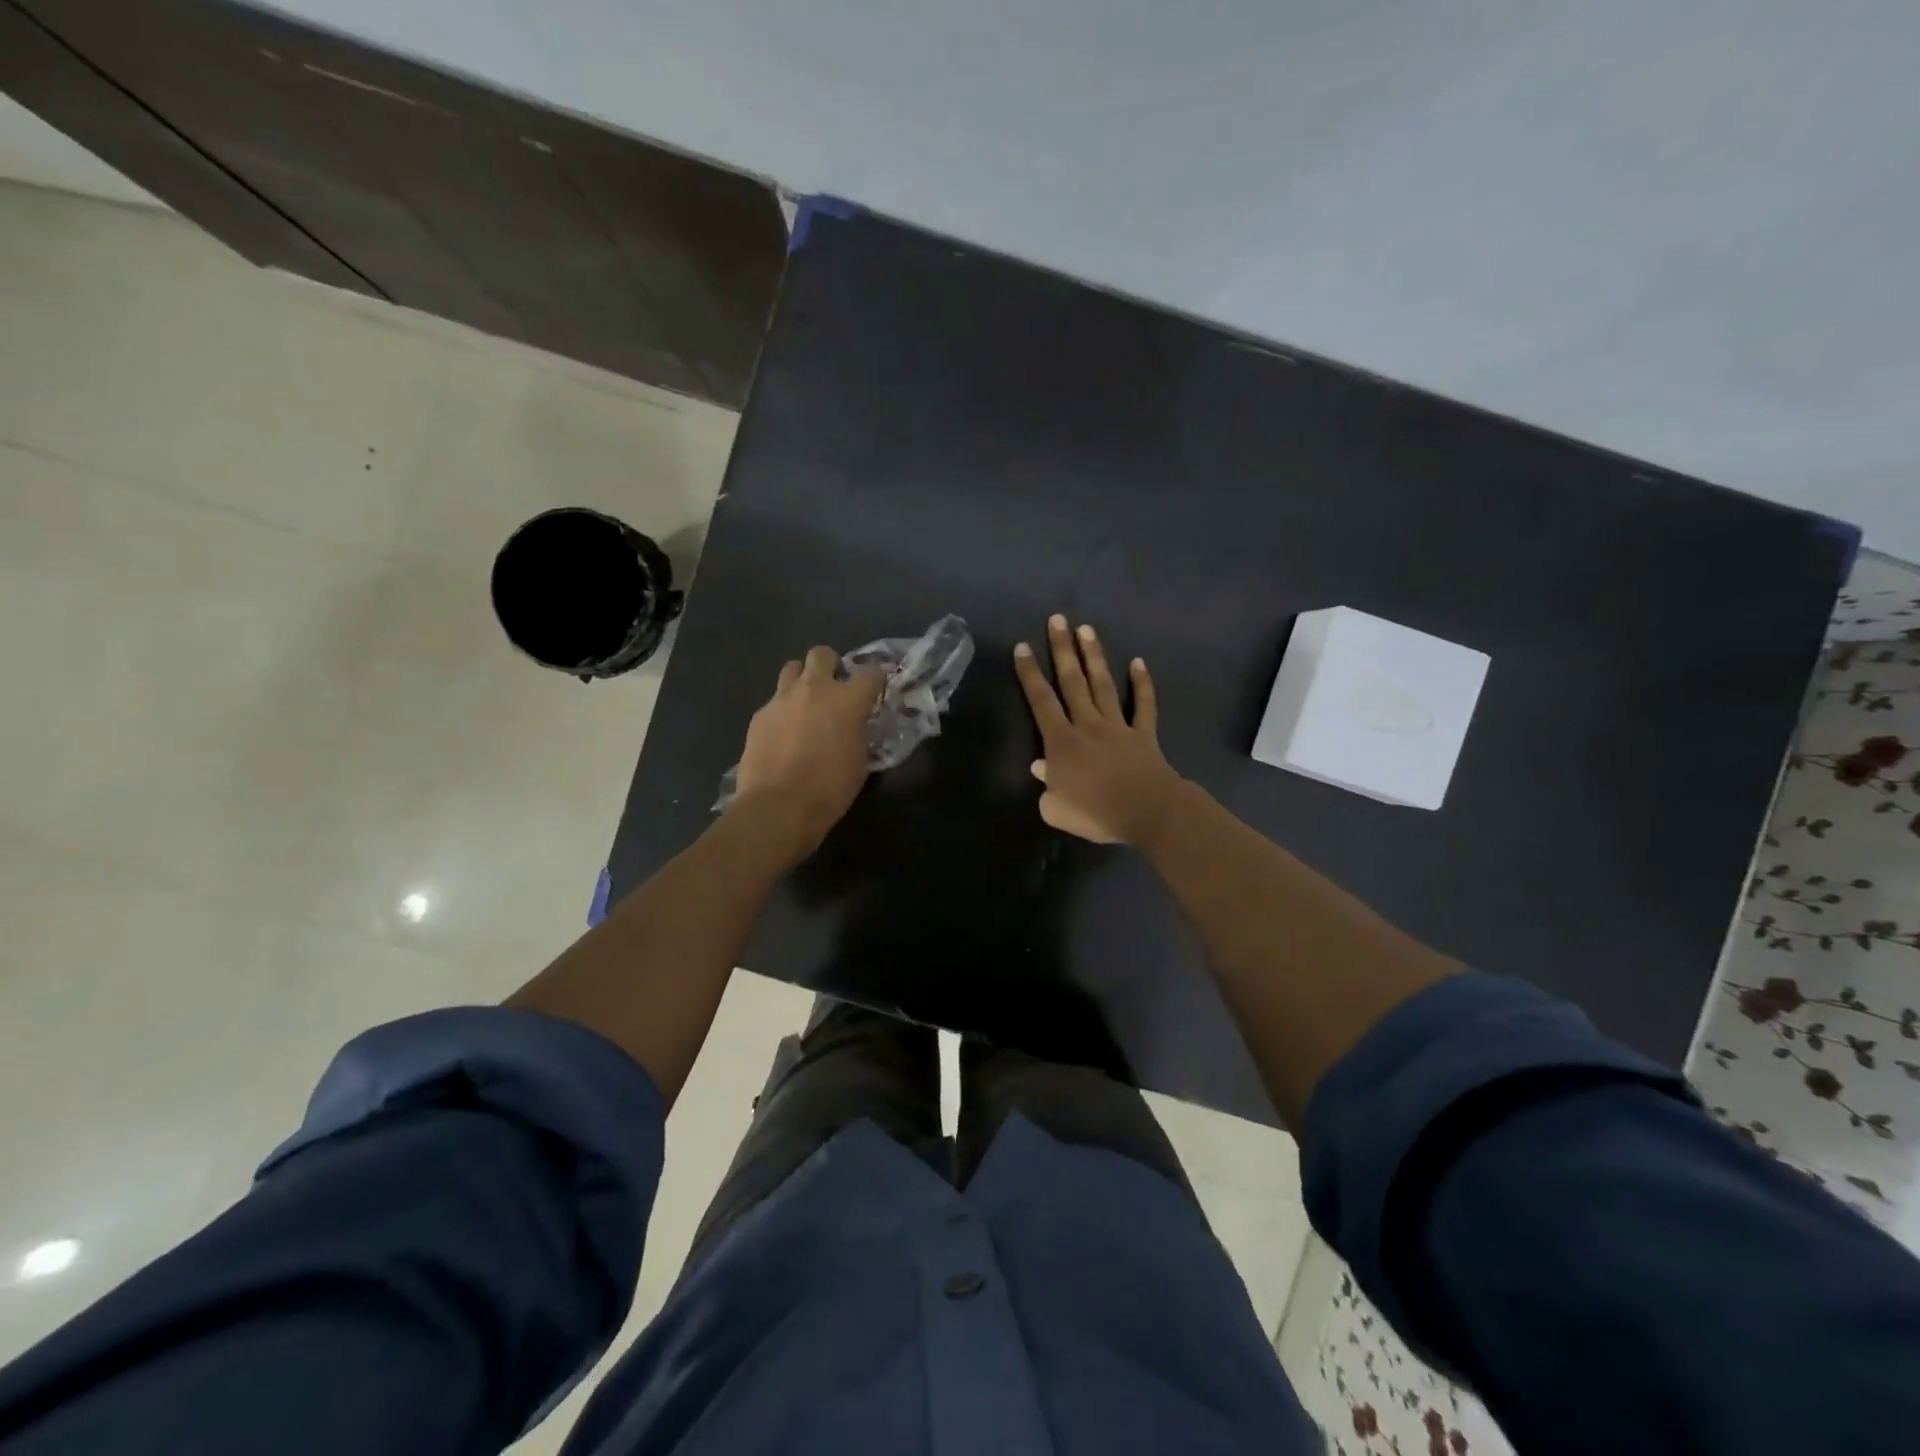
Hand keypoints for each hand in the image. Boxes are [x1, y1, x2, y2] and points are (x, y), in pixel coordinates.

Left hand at [731, 646, 886, 857]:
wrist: (778, 807)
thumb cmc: (829, 789)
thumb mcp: (859, 762)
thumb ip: (859, 733)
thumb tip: (856, 725)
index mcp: (848, 700)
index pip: (871, 674)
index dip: (877, 680)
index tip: (877, 689)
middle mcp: (815, 689)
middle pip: (822, 654)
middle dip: (831, 665)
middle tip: (834, 687)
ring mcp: (782, 699)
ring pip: (792, 668)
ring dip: (803, 679)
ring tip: (806, 702)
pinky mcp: (760, 715)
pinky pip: (775, 700)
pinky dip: (783, 709)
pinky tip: (784, 732)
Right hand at [1013, 615, 1186, 844]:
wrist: (1147, 812)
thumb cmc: (1096, 813)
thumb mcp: (1056, 809)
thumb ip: (1046, 787)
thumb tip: (1042, 768)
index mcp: (1061, 742)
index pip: (1041, 701)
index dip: (1029, 674)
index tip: (1022, 647)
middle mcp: (1087, 725)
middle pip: (1072, 682)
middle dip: (1062, 649)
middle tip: (1057, 619)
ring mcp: (1118, 726)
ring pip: (1103, 685)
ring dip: (1094, 656)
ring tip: (1086, 629)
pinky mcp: (1143, 734)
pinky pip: (1144, 705)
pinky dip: (1143, 684)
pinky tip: (1138, 662)